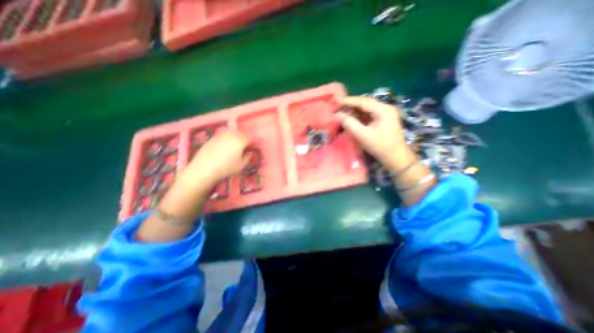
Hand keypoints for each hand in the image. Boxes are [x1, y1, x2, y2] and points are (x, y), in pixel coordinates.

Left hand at [182, 129, 249, 186]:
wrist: (205, 168)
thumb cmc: (227, 167)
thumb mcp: (241, 165)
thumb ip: (248, 158)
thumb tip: (249, 153)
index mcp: (241, 141)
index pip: (250, 138)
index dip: (252, 143)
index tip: (253, 148)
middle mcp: (231, 135)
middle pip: (241, 134)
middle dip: (244, 139)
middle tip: (244, 147)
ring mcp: (221, 135)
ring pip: (231, 134)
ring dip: (235, 138)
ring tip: (234, 146)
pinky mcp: (212, 138)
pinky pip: (223, 136)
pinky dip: (226, 139)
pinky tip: (224, 147)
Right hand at [334, 96, 414, 171]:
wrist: (396, 157)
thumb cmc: (380, 146)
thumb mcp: (363, 135)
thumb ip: (349, 124)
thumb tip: (336, 115)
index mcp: (383, 109)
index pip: (362, 101)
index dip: (348, 101)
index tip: (335, 101)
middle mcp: (385, 107)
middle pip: (365, 102)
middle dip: (350, 104)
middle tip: (337, 107)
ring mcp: (385, 113)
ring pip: (366, 107)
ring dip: (354, 109)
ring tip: (342, 111)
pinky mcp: (384, 118)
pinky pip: (369, 113)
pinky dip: (359, 114)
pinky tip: (352, 116)